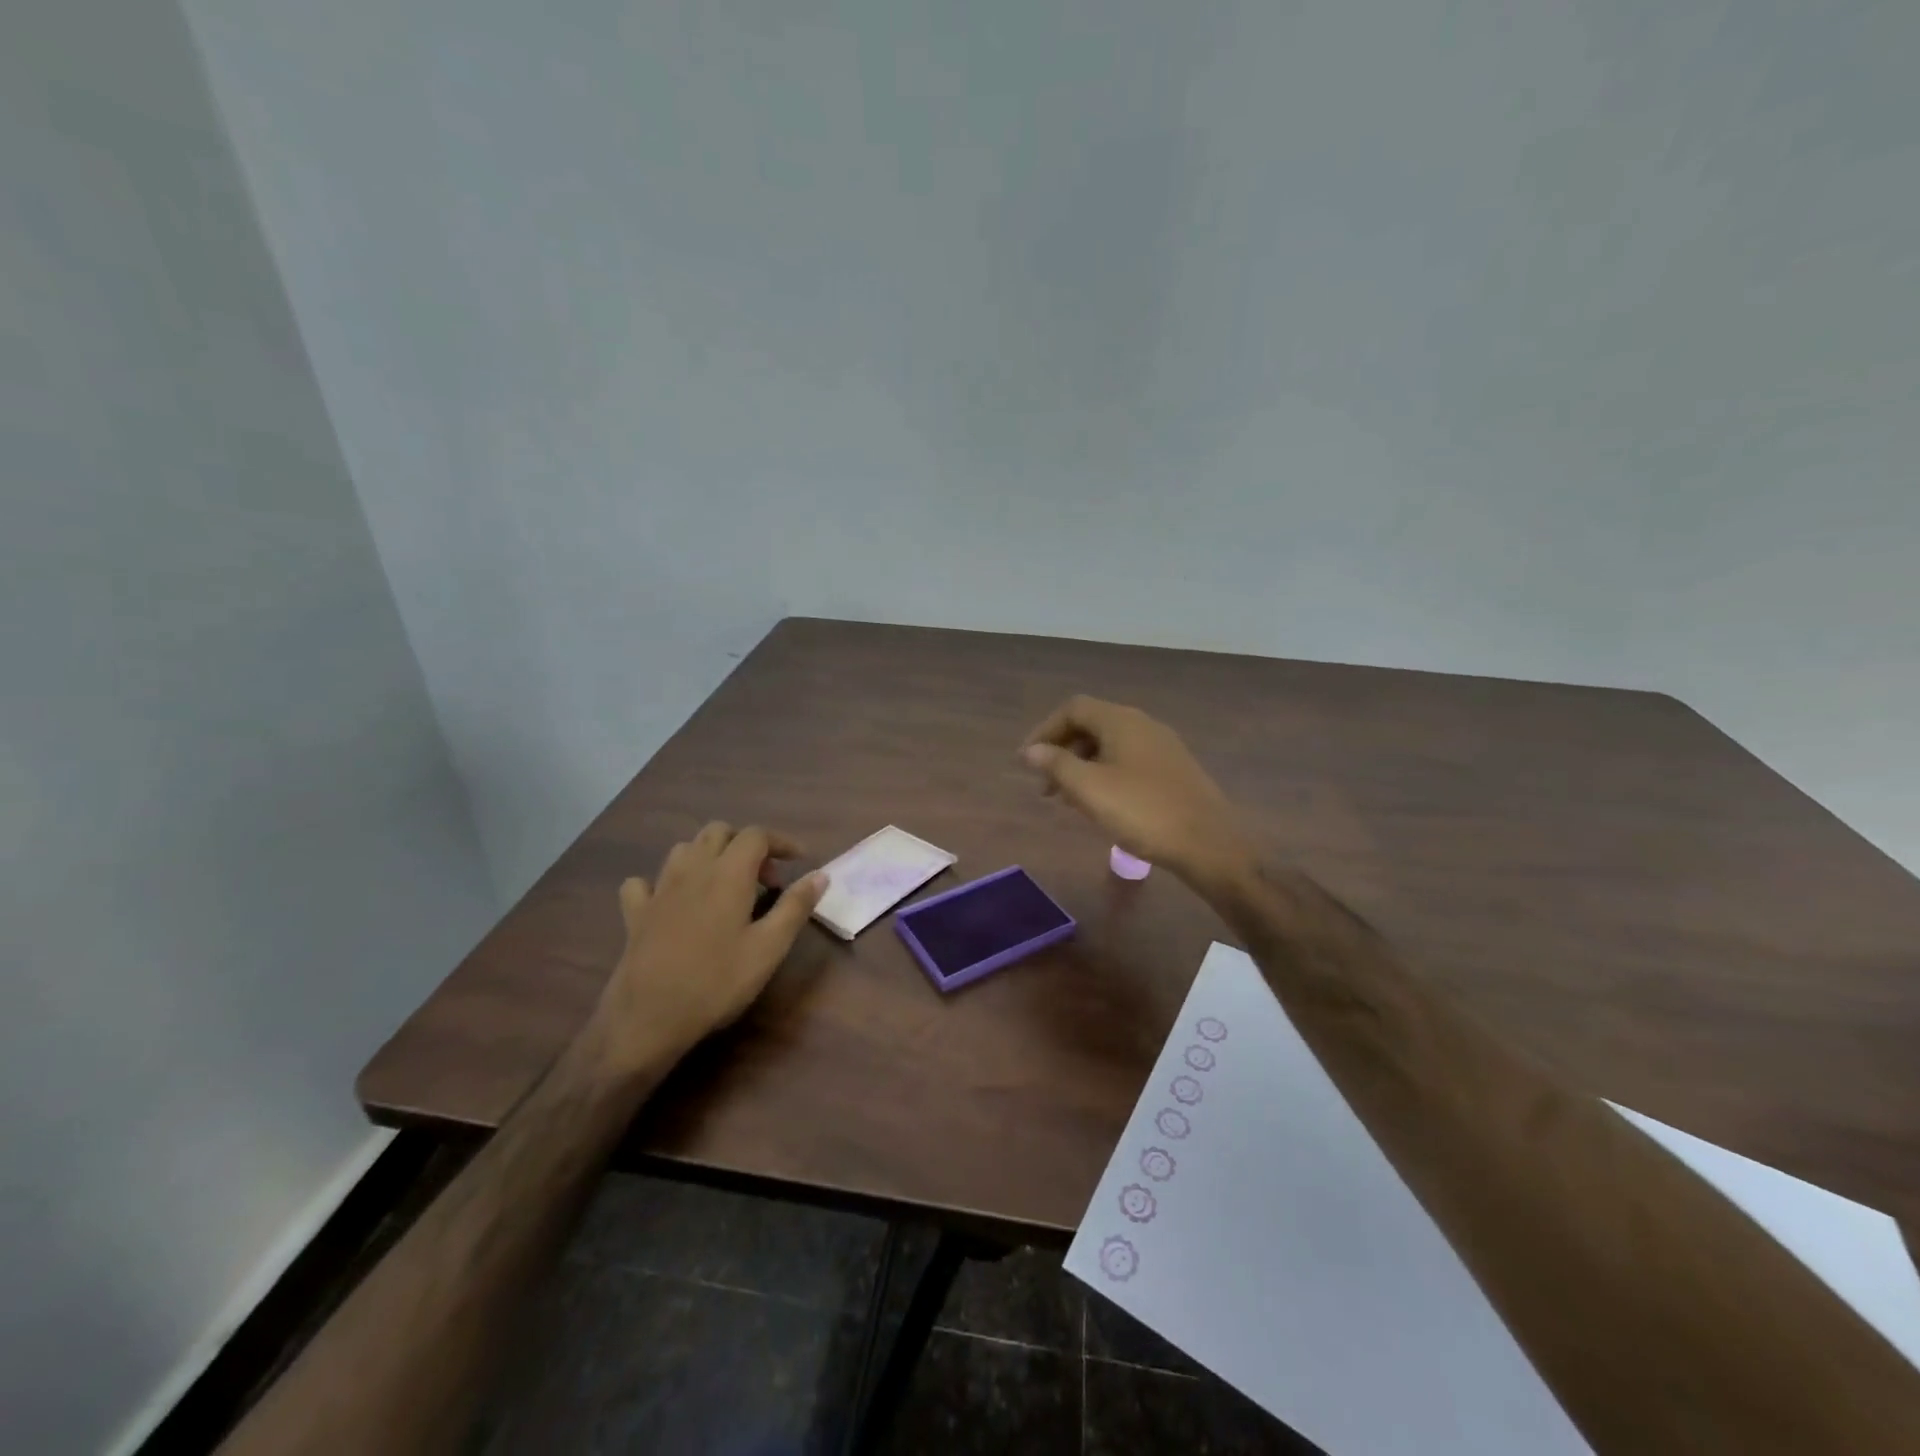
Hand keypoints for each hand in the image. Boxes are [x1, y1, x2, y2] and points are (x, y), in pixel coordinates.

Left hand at [598, 822, 828, 1063]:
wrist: (649, 1018)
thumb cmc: (718, 982)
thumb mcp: (769, 948)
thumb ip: (795, 906)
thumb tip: (820, 875)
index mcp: (728, 873)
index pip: (756, 835)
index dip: (781, 841)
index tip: (799, 860)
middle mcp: (692, 869)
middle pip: (719, 832)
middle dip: (745, 844)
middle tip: (764, 878)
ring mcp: (659, 888)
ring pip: (685, 849)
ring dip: (709, 856)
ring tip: (726, 885)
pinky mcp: (635, 912)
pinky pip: (645, 882)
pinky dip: (663, 883)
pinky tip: (672, 901)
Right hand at [1020, 696, 1254, 892]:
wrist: (1208, 844)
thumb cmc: (1142, 812)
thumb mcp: (1090, 789)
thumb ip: (1056, 765)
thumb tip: (1031, 751)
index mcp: (1121, 721)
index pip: (1073, 709)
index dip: (1044, 731)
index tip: (1026, 761)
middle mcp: (1143, 724)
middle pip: (1092, 724)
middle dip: (1062, 751)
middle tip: (1044, 785)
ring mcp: (1163, 747)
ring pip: (1110, 745)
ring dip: (1082, 765)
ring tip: (1068, 799)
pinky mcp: (1174, 770)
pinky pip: (1128, 761)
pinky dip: (1105, 774)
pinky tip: (1102, 804)